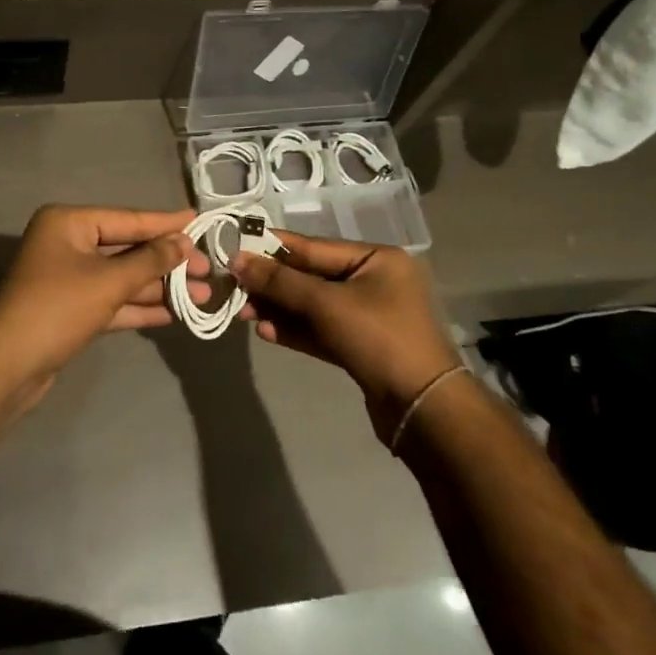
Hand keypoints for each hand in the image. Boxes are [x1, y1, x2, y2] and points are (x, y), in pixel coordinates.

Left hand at [0, 205, 209, 412]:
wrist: (6, 366)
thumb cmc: (57, 308)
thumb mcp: (108, 281)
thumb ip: (150, 261)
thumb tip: (183, 243)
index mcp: (68, 223)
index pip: (128, 219)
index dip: (165, 223)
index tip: (200, 220)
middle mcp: (67, 244)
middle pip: (127, 248)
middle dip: (167, 262)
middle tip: (208, 269)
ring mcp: (68, 278)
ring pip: (122, 277)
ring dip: (158, 287)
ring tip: (201, 294)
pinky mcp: (71, 310)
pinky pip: (112, 301)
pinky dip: (139, 306)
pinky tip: (173, 313)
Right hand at [231, 233, 458, 437]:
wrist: (420, 408)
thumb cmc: (378, 338)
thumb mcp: (326, 303)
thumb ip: (280, 281)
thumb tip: (238, 260)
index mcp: (377, 259)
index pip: (315, 247)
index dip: (274, 248)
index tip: (237, 248)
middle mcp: (374, 282)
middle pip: (312, 276)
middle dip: (273, 284)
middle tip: (234, 287)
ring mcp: (369, 316)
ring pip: (314, 306)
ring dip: (279, 309)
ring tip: (243, 312)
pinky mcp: (361, 346)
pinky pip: (321, 330)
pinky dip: (295, 330)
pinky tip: (266, 332)